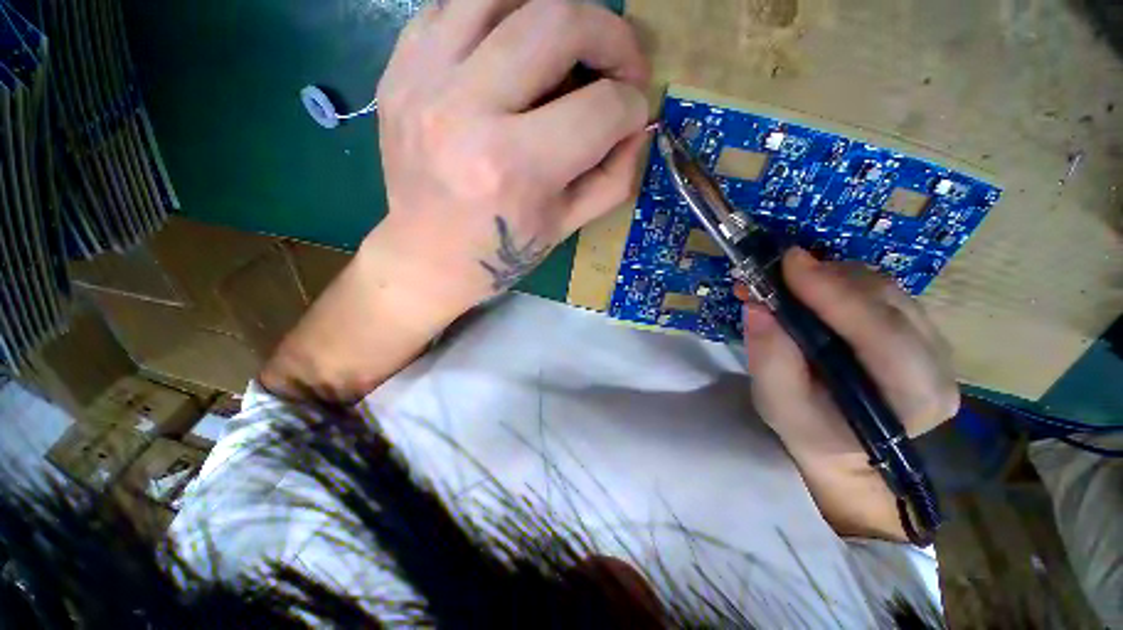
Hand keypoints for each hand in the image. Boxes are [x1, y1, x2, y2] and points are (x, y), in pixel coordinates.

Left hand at [371, 0, 649, 316]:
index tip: (633, 114)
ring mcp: (423, 82)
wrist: (428, 256)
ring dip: (554, 12)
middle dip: (611, 36)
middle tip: (618, 64)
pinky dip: (498, 14)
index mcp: (515, 169)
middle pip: (558, 23)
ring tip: (568, 47)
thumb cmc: (502, 250)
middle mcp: (467, 113)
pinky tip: (513, 48)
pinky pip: (453, 4)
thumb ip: (613, 177)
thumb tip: (637, 126)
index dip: (632, 106)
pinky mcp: (399, 71)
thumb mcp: (567, 225)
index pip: (599, 109)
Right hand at [743, 248, 960, 459]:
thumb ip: (769, 359)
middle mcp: (938, 366)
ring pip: (885, 290)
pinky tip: (811, 290)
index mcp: (913, 398)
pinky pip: (882, 292)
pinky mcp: (920, 332)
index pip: (882, 333)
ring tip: (786, 282)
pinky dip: (840, 283)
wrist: (841, 447)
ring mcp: (935, 345)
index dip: (835, 293)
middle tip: (775, 273)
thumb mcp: (778, 404)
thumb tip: (757, 307)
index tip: (789, 262)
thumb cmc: (810, 432)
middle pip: (887, 302)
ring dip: (831, 278)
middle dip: (827, 279)